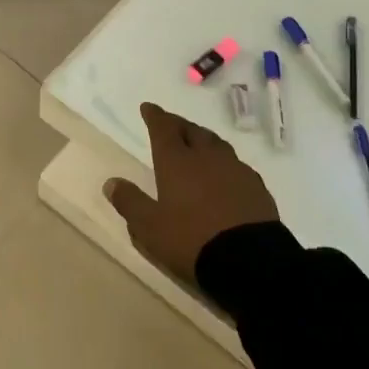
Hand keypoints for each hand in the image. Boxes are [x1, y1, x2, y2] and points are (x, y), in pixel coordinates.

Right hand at [104, 103, 278, 283]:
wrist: (250, 260)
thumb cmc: (191, 240)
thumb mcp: (150, 227)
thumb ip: (130, 202)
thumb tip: (112, 182)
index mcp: (177, 161)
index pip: (163, 128)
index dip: (154, 116)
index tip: (148, 107)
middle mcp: (207, 157)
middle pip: (192, 131)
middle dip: (179, 125)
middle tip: (171, 124)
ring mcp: (235, 170)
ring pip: (216, 144)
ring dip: (203, 140)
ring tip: (197, 143)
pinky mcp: (257, 187)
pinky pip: (236, 165)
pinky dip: (223, 162)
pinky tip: (224, 173)